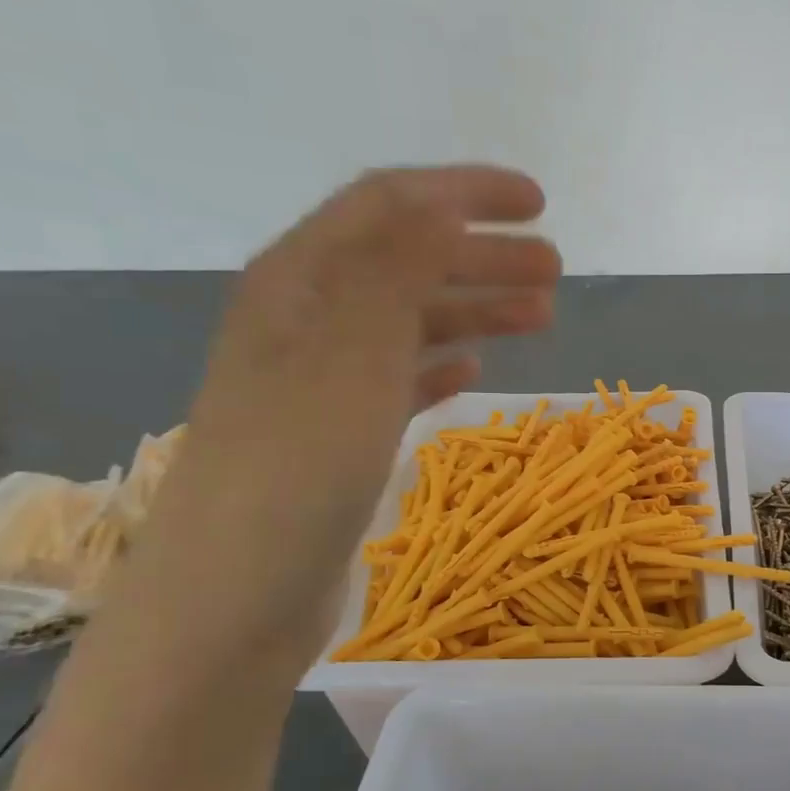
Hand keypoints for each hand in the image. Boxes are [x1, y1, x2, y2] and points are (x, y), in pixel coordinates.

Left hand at [118, 166, 559, 678]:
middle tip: (555, 271)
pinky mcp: (335, 434)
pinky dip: (440, 364)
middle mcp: (307, 318)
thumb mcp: (350, 351)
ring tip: (539, 316)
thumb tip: (440, 198)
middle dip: (483, 254)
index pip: (391, 205)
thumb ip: (394, 266)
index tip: (539, 204)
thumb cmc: (297, 465)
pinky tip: (473, 372)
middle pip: (406, 260)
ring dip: (473, 308)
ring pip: (409, 321)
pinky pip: (399, 379)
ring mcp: (320, 380)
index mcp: (301, 280)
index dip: (465, 193)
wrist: (234, 597)